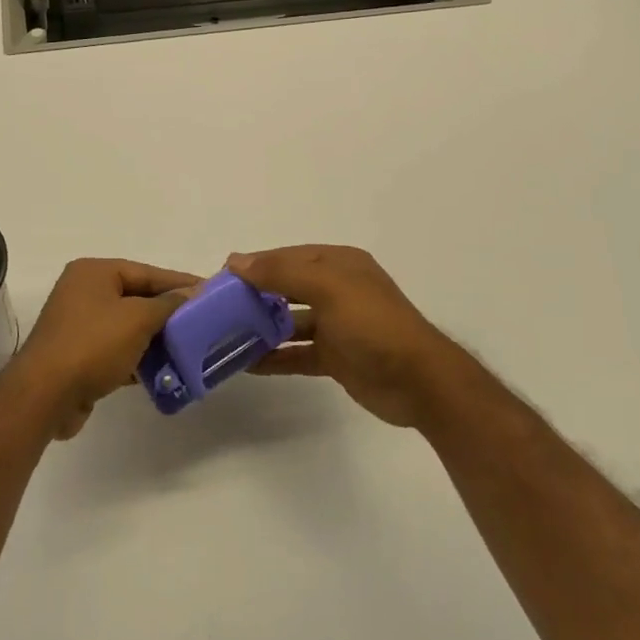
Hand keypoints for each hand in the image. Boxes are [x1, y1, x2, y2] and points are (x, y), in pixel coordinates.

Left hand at [11, 258, 197, 439]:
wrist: (45, 395)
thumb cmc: (92, 345)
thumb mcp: (137, 319)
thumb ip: (167, 304)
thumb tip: (191, 292)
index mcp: (94, 272)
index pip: (146, 272)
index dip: (179, 282)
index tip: (210, 292)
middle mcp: (84, 292)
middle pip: (137, 297)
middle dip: (168, 313)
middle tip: (203, 323)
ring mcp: (79, 324)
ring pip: (128, 326)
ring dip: (156, 338)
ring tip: (190, 349)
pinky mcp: (79, 355)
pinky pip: (117, 349)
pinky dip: (139, 358)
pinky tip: (164, 371)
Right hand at [230, 246, 460, 428]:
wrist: (420, 383)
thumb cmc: (374, 325)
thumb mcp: (328, 288)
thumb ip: (282, 272)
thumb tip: (236, 261)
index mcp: (339, 265)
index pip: (288, 257)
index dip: (256, 264)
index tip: (221, 277)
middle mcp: (337, 290)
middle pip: (287, 287)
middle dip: (255, 295)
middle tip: (219, 307)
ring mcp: (337, 325)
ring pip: (290, 321)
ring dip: (262, 327)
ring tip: (226, 335)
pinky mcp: (336, 358)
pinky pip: (297, 353)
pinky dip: (275, 357)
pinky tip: (247, 364)